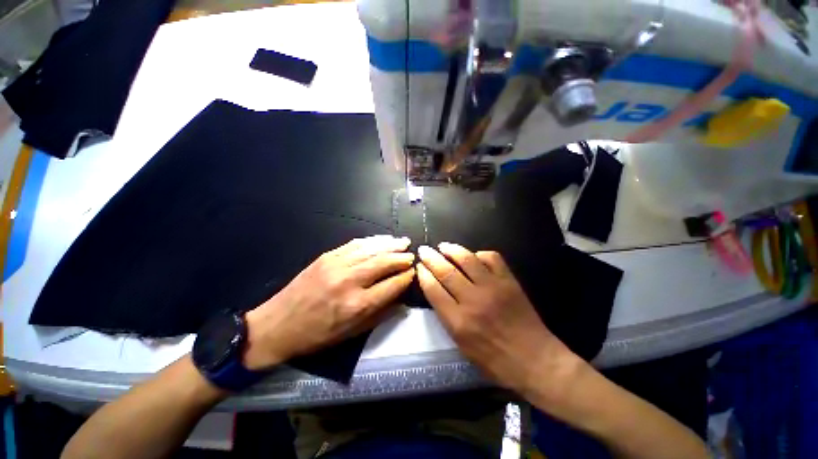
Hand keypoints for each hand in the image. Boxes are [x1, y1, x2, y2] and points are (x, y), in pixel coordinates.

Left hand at [243, 235, 414, 369]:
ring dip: (391, 245)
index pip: (392, 285)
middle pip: (384, 262)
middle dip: (402, 258)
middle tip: (412, 256)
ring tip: (404, 242)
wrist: (278, 324)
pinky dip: (372, 240)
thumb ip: (381, 314)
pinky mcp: (327, 256)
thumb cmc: (317, 335)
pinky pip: (355, 244)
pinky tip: (382, 239)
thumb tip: (402, 299)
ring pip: (372, 249)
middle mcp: (350, 281)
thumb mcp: (352, 333)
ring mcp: (337, 265)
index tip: (414, 273)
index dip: (406, 277)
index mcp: (357, 304)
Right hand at [417, 243, 579, 394]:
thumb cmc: (495, 360)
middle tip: (424, 250)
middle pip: (445, 271)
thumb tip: (436, 291)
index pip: (433, 290)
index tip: (419, 266)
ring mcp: (493, 288)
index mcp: (458, 322)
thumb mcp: (462, 345)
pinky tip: (474, 256)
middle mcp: (473, 301)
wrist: (535, 360)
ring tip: (443, 246)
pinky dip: (479, 254)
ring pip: (467, 259)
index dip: (423, 275)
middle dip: (431, 258)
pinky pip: (492, 258)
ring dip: (451, 249)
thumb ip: (447, 317)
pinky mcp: (509, 281)